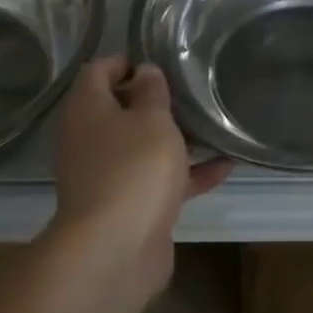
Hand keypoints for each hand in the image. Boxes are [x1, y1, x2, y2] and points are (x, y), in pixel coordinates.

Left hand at [50, 57, 232, 288]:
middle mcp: (90, 140)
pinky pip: (158, 181)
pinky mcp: (128, 207)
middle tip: (189, 90)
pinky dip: (186, 174)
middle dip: (153, 101)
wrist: (116, 250)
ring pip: (140, 147)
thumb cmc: (133, 168)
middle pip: (118, 110)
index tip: (159, 61)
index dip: (125, 61)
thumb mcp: (152, 118)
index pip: (98, 72)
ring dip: (173, 138)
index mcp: (87, 110)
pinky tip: (224, 166)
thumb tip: (144, 71)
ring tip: (211, 124)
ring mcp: (107, 176)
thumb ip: (152, 91)